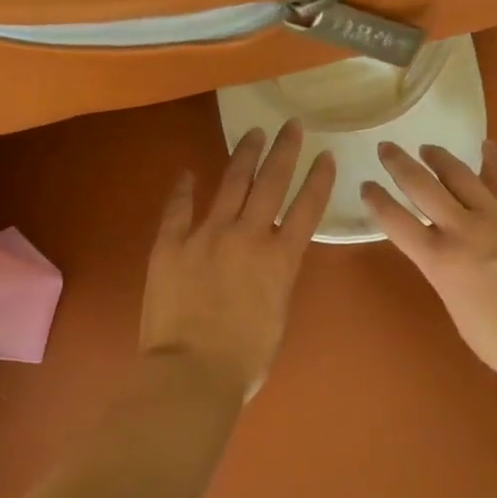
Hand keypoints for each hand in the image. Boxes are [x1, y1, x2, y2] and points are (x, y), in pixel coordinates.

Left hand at [141, 122, 335, 400]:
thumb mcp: (278, 314)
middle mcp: (248, 235)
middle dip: (284, 150)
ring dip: (245, 154)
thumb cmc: (245, 358)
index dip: (318, 179)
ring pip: (231, 183)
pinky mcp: (171, 244)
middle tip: (292, 125)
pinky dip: (184, 188)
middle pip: (271, 182)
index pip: (307, 207)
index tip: (325, 154)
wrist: (193, 372)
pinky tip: (188, 172)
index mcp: (280, 258)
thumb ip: (276, 277)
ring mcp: (207, 235)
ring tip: (254, 132)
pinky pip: (178, 208)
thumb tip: (270, 258)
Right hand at [363, 141, 496, 390]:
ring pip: (461, 174)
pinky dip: (495, 158)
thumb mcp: (459, 313)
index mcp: (439, 261)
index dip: (377, 200)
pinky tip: (486, 146)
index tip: (366, 185)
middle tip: (387, 149)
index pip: (396, 222)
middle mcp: (463, 229)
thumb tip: (447, 257)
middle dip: (399, 165)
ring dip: (440, 157)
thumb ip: (447, 277)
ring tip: (428, 148)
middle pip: (422, 186)